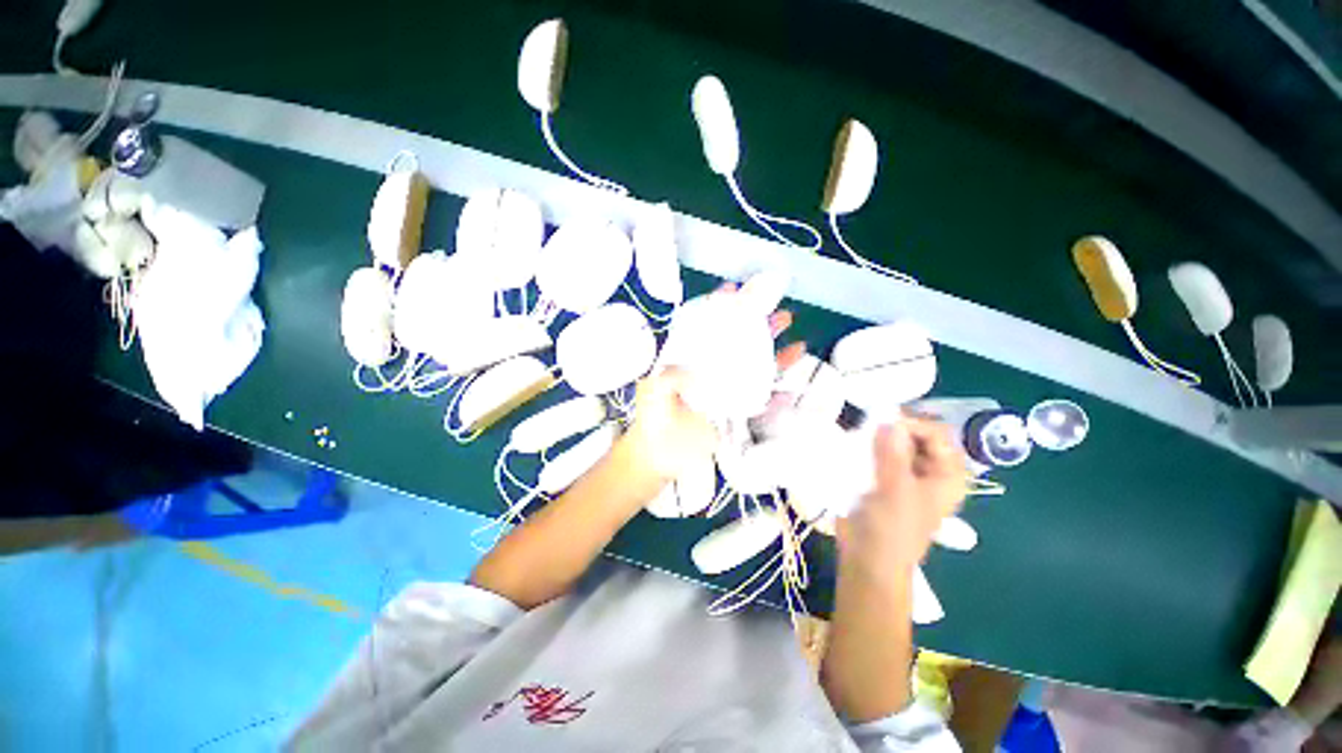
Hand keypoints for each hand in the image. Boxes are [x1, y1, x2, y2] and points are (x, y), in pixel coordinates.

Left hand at [618, 282, 804, 483]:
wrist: (660, 455)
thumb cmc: (653, 419)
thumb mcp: (653, 393)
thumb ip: (668, 378)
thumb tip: (694, 371)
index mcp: (691, 359)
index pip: (709, 326)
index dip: (720, 307)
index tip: (736, 290)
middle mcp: (713, 370)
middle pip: (738, 342)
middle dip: (757, 324)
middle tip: (777, 310)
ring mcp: (727, 390)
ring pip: (755, 366)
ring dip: (775, 351)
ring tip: (794, 336)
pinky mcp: (736, 412)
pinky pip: (763, 400)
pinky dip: (780, 392)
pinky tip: (794, 383)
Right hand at [836, 417, 967, 578]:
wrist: (868, 560)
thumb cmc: (891, 529)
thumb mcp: (895, 490)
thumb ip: (892, 453)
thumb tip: (888, 418)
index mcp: (947, 475)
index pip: (936, 434)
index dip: (912, 423)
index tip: (882, 423)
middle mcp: (930, 471)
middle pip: (916, 435)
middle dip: (893, 426)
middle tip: (868, 422)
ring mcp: (906, 474)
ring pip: (895, 442)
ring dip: (878, 435)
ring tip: (858, 431)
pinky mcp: (884, 478)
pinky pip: (878, 452)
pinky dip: (868, 445)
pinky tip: (853, 443)